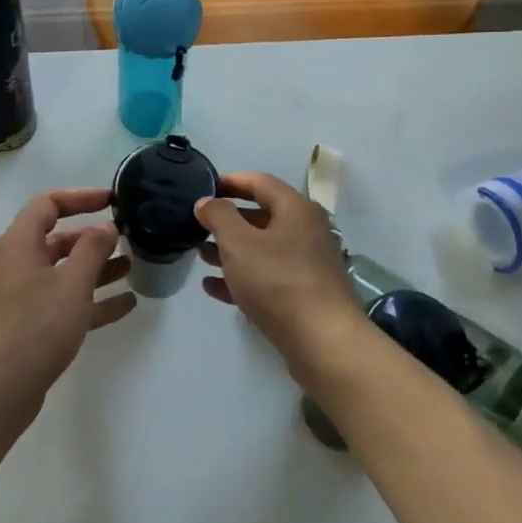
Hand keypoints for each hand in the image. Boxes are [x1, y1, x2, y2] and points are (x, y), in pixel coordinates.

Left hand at [0, 188, 133, 408]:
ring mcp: (23, 298)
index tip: (112, 201)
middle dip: (93, 237)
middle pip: (58, 239)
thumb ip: (92, 249)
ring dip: (97, 269)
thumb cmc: (34, 326)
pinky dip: (93, 301)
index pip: (48, 204)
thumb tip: (106, 226)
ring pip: (65, 273)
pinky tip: (126, 305)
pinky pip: (66, 303)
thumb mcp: (72, 283)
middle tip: (128, 238)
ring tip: (133, 267)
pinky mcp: (31, 327)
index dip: (81, 198)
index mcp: (20, 243)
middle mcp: (18, 264)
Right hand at [196, 172, 362, 367]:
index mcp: (296, 210)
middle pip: (262, 216)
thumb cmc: (277, 281)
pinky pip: (268, 277)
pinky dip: (242, 277)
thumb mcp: (238, 243)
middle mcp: (307, 231)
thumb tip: (207, 201)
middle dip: (228, 220)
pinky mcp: (305, 294)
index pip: (260, 182)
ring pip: (263, 249)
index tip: (205, 187)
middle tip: (199, 225)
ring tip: (201, 255)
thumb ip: (218, 216)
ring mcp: (308, 264)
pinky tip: (213, 287)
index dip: (231, 181)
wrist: (322, 341)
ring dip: (231, 250)